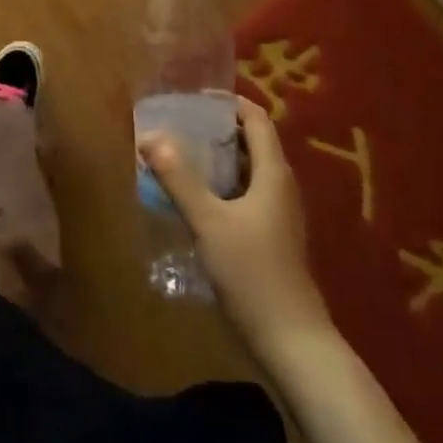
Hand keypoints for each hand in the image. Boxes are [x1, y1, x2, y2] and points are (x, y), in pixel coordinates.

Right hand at [140, 96, 329, 349]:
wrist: (292, 343)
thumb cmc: (252, 273)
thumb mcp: (208, 222)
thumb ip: (178, 178)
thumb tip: (149, 136)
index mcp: (273, 174)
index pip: (256, 119)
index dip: (229, 102)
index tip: (194, 98)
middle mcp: (281, 187)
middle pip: (252, 142)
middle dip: (218, 129)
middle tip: (180, 124)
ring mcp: (279, 215)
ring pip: (248, 170)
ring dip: (218, 158)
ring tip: (180, 155)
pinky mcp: (272, 237)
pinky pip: (246, 194)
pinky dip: (222, 184)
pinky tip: (196, 198)